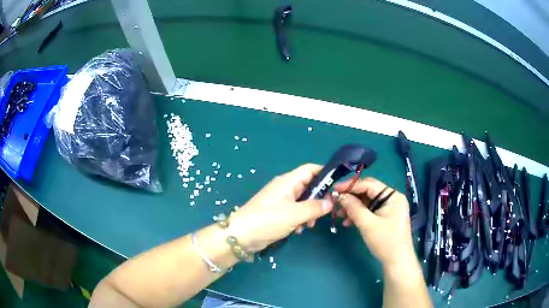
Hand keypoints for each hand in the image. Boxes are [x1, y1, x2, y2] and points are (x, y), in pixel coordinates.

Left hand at [228, 164, 332, 252]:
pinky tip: (299, 230)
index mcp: (288, 181)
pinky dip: (300, 219)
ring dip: (310, 212)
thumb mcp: (294, 214)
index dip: (325, 174)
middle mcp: (285, 188)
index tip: (338, 185)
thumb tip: (330, 202)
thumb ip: (314, 207)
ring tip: (310, 225)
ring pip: (303, 201)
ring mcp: (280, 201)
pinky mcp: (277, 213)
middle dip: (318, 198)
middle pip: (308, 186)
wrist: (241, 236)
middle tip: (325, 211)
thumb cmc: (268, 220)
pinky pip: (295, 212)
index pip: (310, 169)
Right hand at [334, 177, 414, 266]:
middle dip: (351, 198)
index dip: (350, 185)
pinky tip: (348, 222)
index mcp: (392, 196)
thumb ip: (353, 207)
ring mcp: (389, 208)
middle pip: (367, 193)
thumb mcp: (367, 224)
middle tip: (335, 204)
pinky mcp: (385, 217)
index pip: (369, 184)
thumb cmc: (385, 241)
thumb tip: (339, 196)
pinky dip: (358, 215)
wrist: (397, 261)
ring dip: (353, 208)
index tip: (334, 189)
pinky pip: (370, 211)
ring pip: (367, 202)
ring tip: (339, 215)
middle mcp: (392, 198)